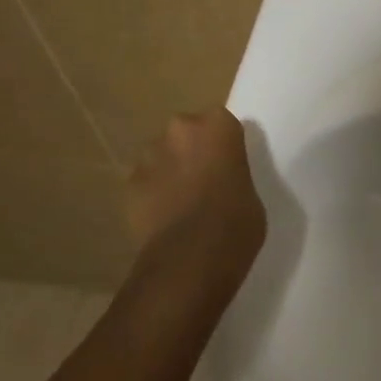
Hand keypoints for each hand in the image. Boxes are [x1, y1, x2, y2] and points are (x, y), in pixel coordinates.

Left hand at [125, 110, 265, 293]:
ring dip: (171, 171)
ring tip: (184, 203)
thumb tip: (222, 181)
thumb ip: (234, 174)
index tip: (230, 163)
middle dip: (193, 151)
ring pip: (162, 156)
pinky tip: (166, 219)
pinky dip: (154, 194)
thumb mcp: (251, 193)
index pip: (222, 122)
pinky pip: (146, 182)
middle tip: (207, 181)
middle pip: (187, 132)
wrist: (190, 258)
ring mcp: (148, 157)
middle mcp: (179, 130)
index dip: (225, 144)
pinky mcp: (129, 184)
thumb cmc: (236, 223)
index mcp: (217, 127)